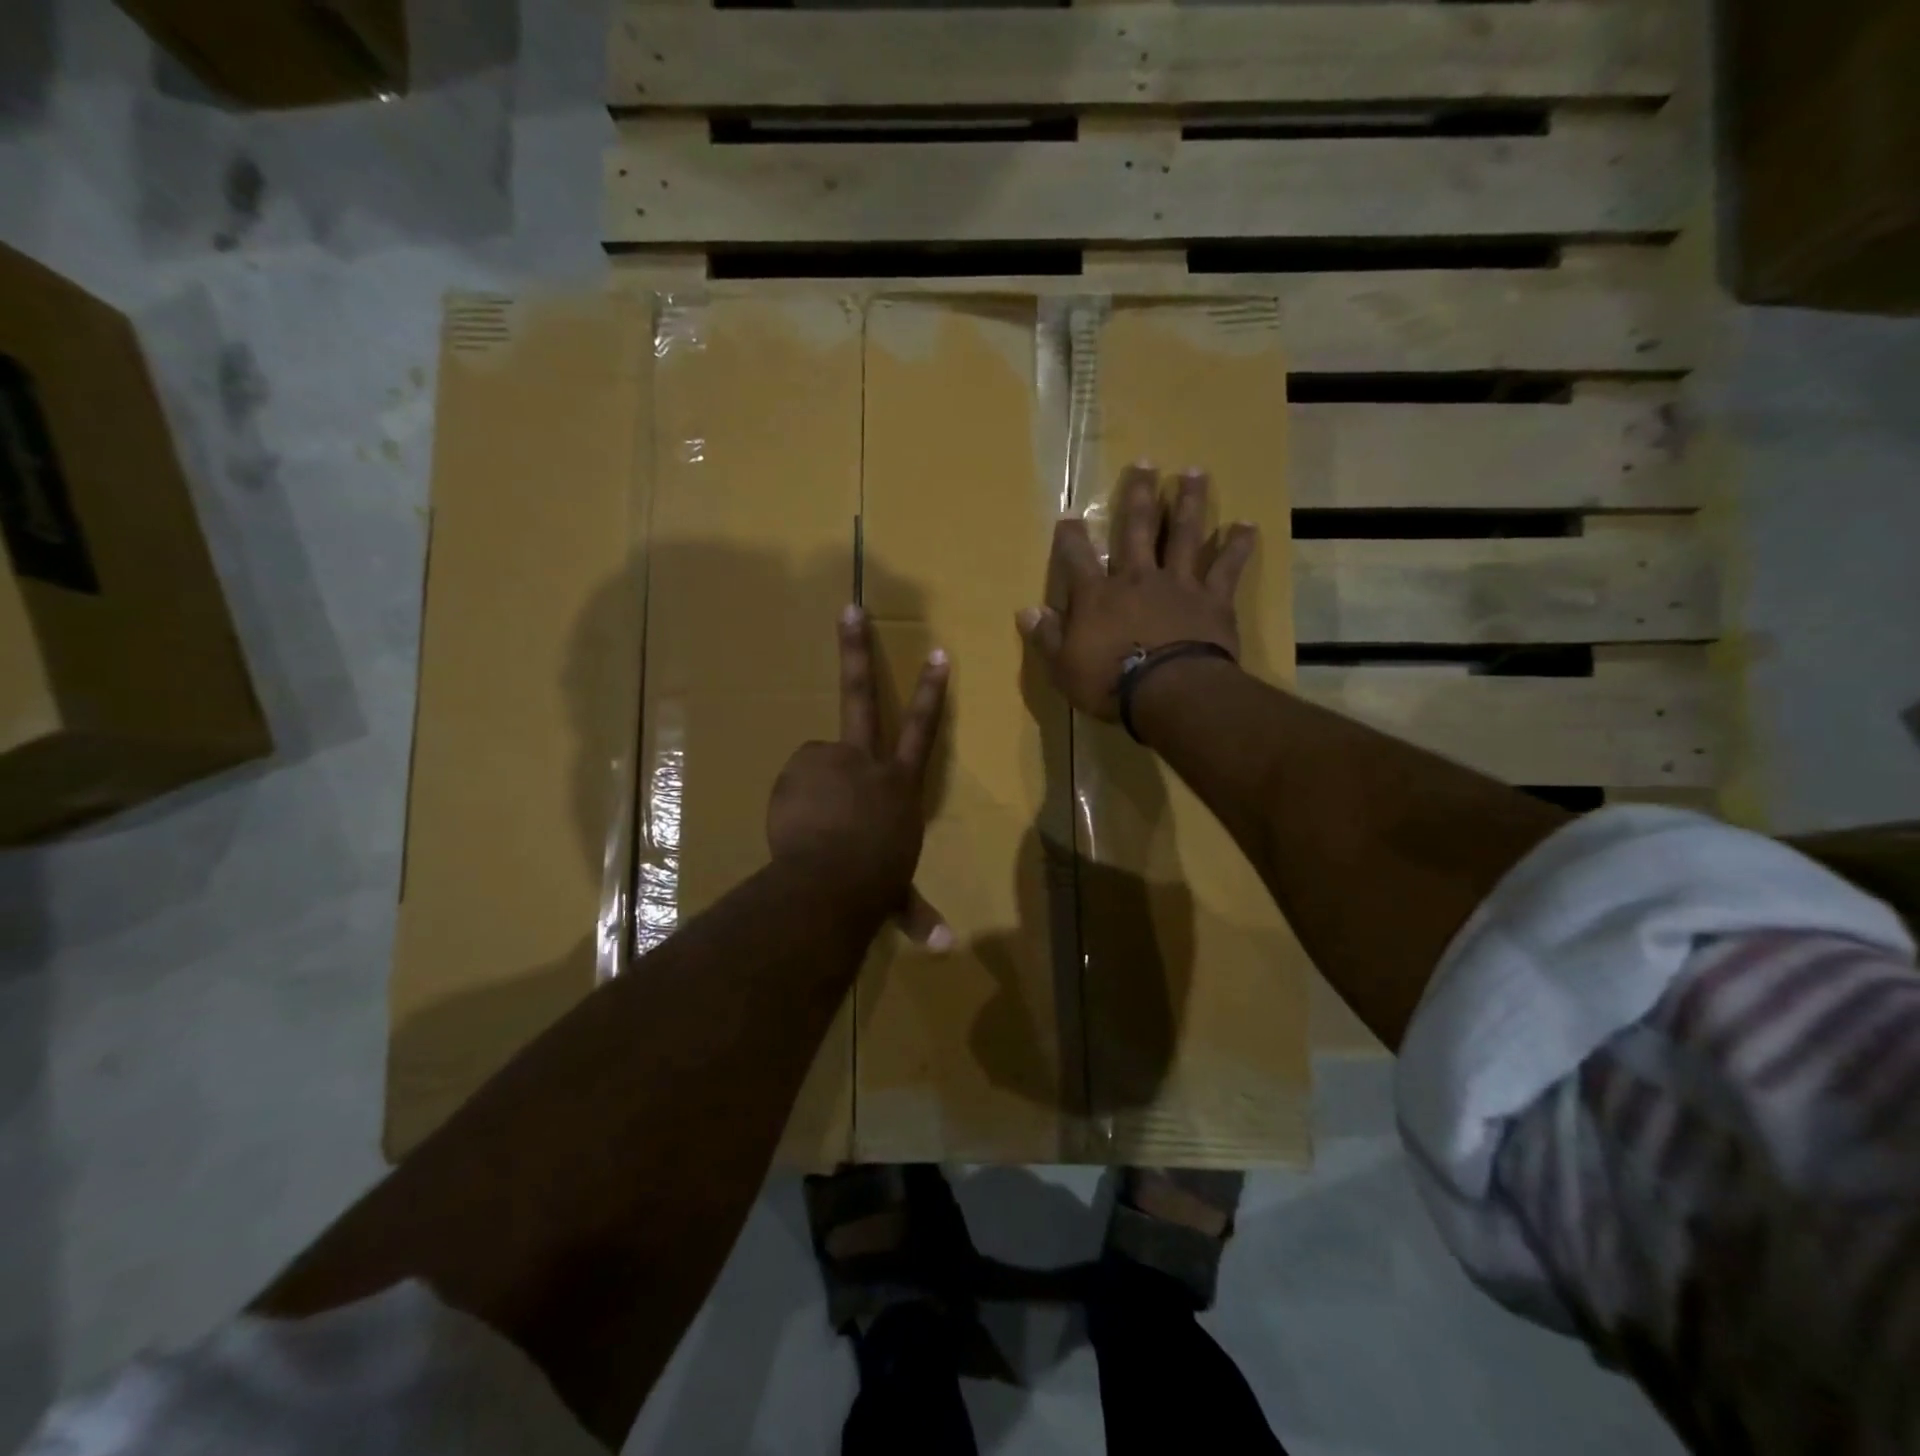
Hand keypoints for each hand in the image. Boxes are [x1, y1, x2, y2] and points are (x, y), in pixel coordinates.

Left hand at [767, 606, 952, 948]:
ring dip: (816, 789)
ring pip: (817, 763)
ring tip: (815, 827)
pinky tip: (796, 825)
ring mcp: (830, 761)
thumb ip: (917, 914)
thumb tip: (946, 950)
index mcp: (899, 785)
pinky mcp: (798, 770)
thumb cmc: (874, 884)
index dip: (931, 691)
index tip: (937, 652)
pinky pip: (796, 782)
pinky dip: (795, 799)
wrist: (829, 881)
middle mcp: (867, 762)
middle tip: (850, 608)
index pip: (922, 730)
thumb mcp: (896, 895)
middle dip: (857, 648)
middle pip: (862, 695)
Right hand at [1016, 463, 1254, 719]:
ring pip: (1184, 534)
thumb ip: (1046, 637)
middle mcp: (1137, 578)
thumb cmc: (1109, 683)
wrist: (1169, 691)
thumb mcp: (1063, 667)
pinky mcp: (1213, 599)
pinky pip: (1227, 567)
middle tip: (1145, 463)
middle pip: (1138, 528)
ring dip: (1188, 502)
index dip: (1070, 537)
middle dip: (1139, 495)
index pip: (1077, 557)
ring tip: (1193, 472)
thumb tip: (1027, 612)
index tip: (1069, 517)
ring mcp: (1178, 584)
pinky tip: (1246, 524)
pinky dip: (1237, 545)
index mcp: (1097, 595)